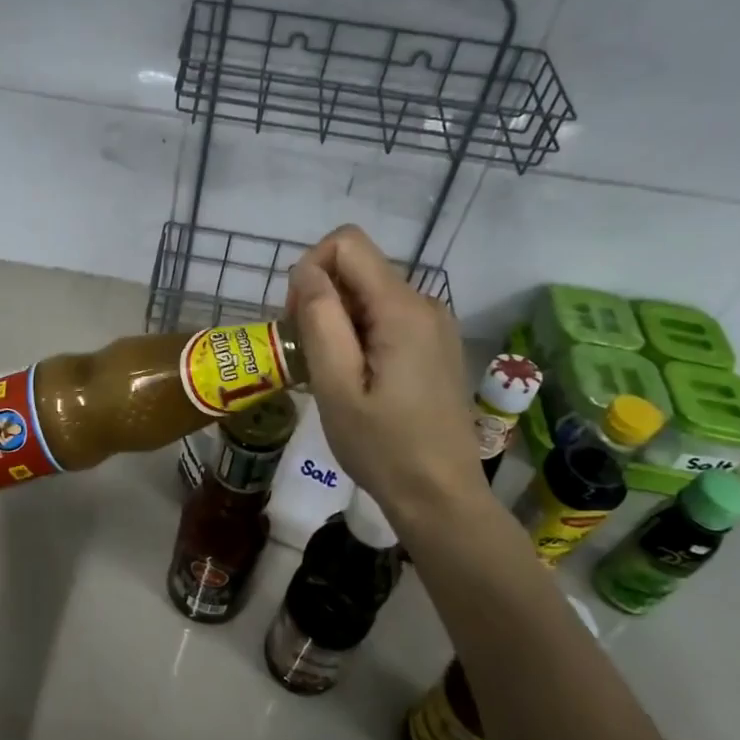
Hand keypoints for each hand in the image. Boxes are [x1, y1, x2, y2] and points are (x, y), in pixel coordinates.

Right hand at [287, 225, 483, 523]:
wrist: (441, 497)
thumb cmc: (382, 446)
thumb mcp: (336, 385)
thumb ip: (319, 319)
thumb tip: (304, 270)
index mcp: (402, 308)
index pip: (347, 243)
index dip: (310, 269)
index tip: (298, 321)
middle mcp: (425, 303)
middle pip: (358, 268)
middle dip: (322, 298)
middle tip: (310, 356)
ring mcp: (434, 324)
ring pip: (369, 293)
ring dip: (338, 320)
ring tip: (331, 373)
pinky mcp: (435, 345)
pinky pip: (387, 316)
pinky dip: (359, 334)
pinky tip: (356, 378)